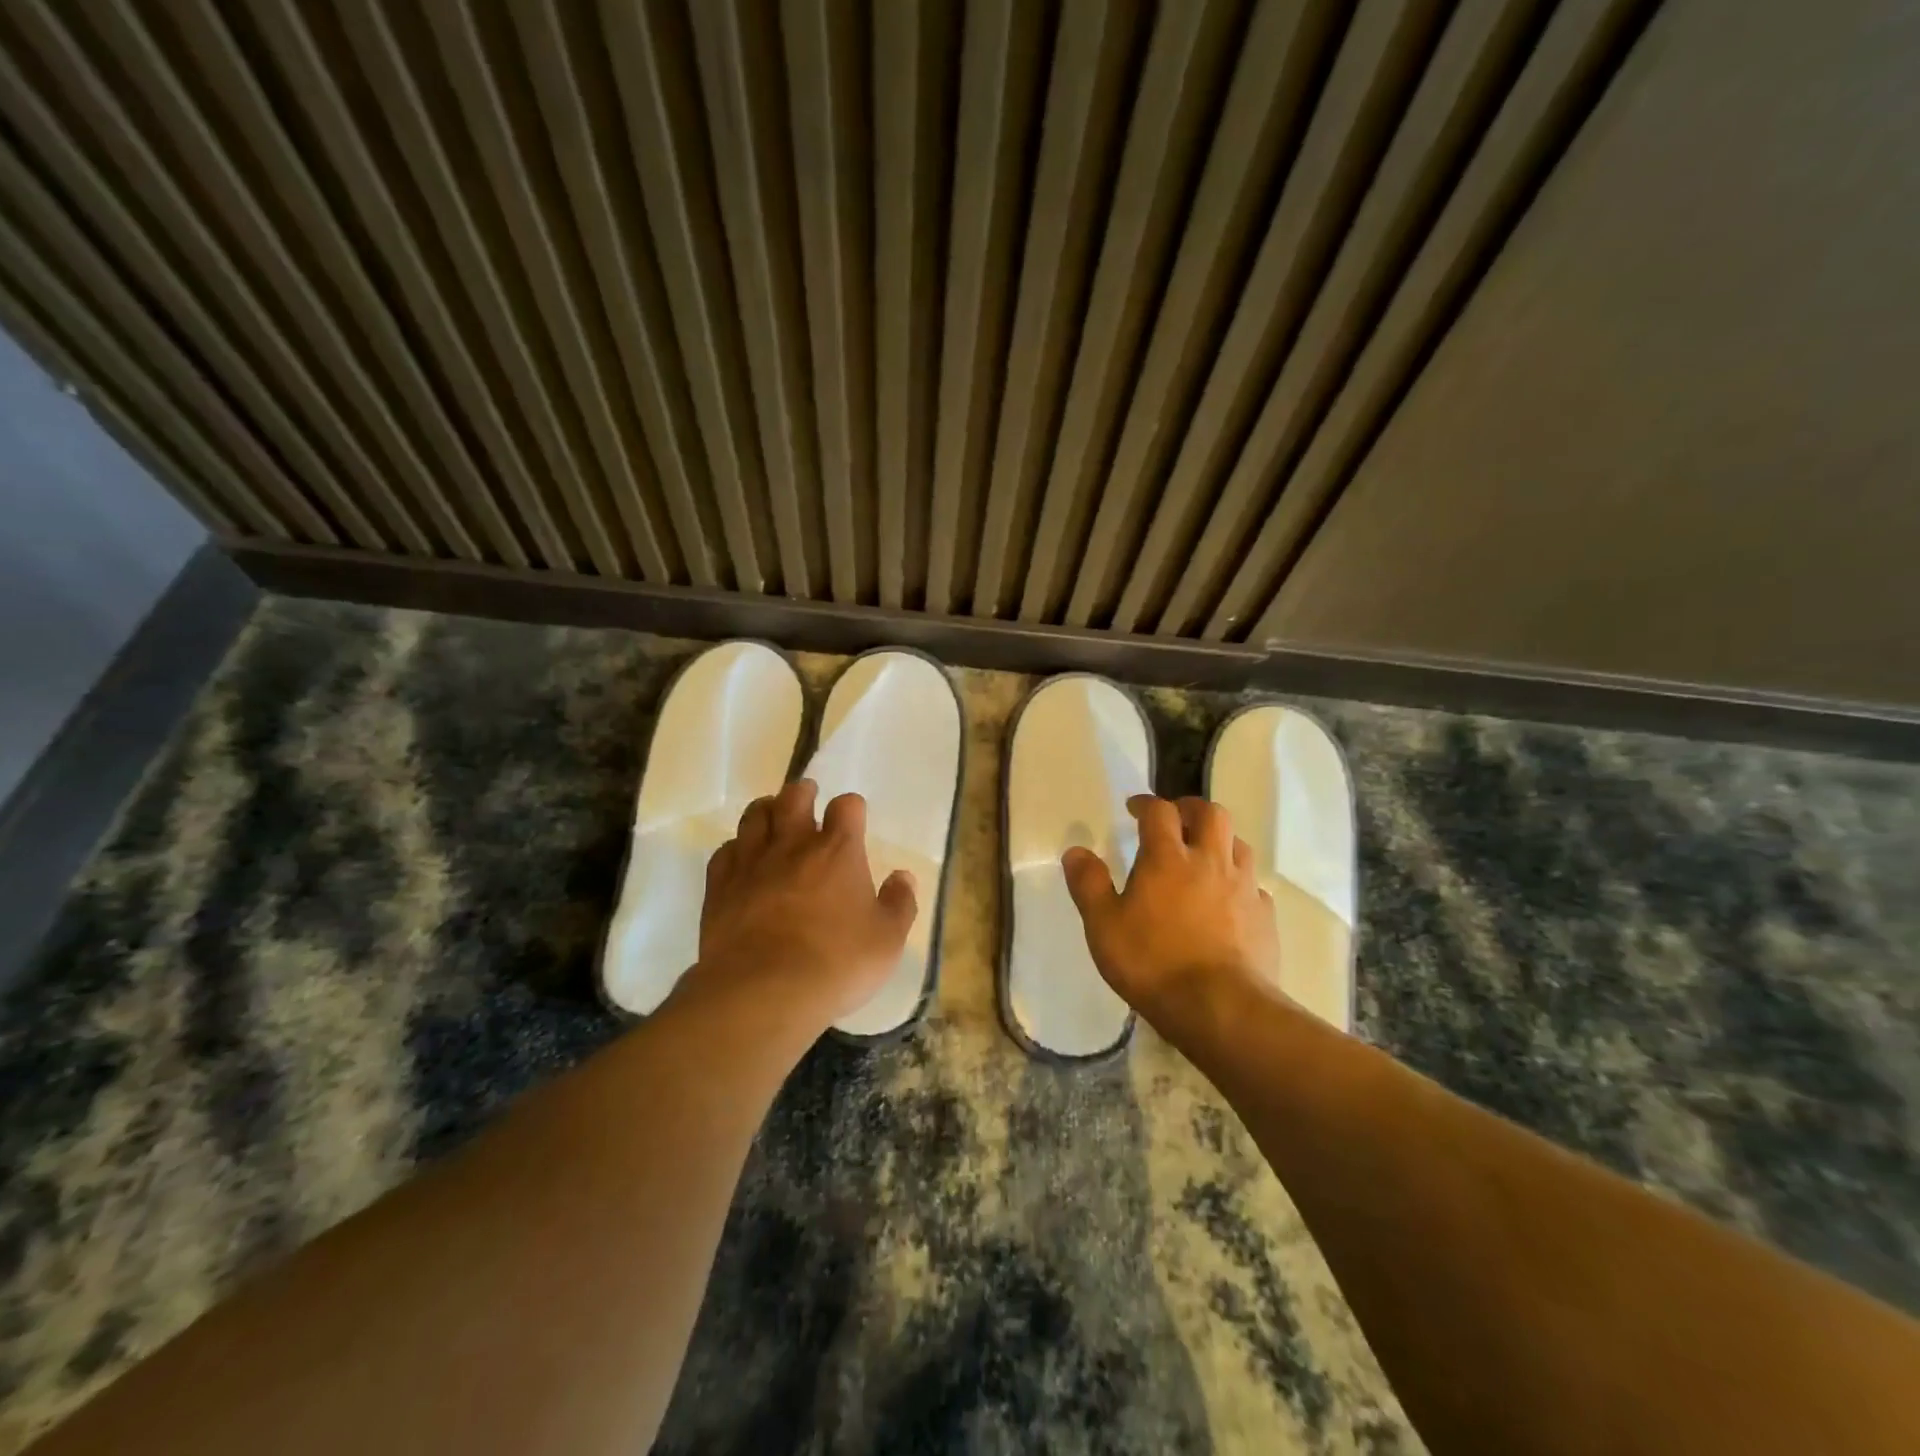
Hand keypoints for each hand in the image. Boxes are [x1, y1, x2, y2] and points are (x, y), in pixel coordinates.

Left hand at [685, 779, 917, 1030]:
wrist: (763, 992)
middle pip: (794, 797)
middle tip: (807, 796)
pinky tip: (741, 858)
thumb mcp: (887, 941)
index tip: (853, 818)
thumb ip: (899, 904)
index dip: (851, 808)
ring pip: (755, 816)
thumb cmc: (836, 964)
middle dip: (803, 792)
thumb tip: (903, 876)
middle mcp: (793, 845)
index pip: (847, 807)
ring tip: (773, 815)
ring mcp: (752, 863)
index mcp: (839, 851)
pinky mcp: (720, 887)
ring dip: (766, 810)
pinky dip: (736, 848)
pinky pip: (725, 852)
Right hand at [1062, 794, 1278, 1027]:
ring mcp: (1243, 888)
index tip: (1134, 808)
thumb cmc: (1152, 963)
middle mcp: (1210, 862)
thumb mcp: (1103, 926)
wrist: (1220, 1008)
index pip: (1159, 812)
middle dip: (1191, 809)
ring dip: (1220, 840)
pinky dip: (1239, 882)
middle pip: (1211, 814)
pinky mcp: (1265, 916)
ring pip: (1239, 844)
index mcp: (1168, 858)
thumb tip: (1076, 851)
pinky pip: (1254, 885)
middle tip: (1176, 819)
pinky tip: (1229, 900)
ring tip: (1204, 854)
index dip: (1146, 804)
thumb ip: (1088, 885)